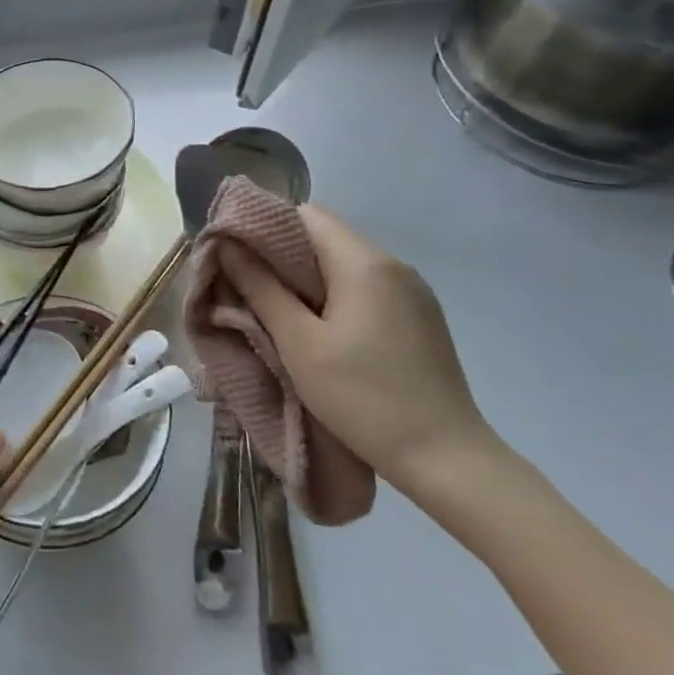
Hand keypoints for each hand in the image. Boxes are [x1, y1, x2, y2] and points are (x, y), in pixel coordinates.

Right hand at [220, 204, 495, 495]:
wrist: (447, 459)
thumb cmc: (363, 398)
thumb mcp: (299, 343)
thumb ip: (261, 288)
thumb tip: (227, 245)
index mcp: (364, 262)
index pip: (306, 214)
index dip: (265, 228)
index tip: (236, 257)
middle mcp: (393, 264)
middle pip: (326, 237)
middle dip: (282, 257)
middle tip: (249, 289)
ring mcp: (412, 291)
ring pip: (345, 263)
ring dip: (308, 279)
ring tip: (279, 313)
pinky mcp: (420, 317)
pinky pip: (367, 287)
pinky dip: (336, 296)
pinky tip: (323, 331)